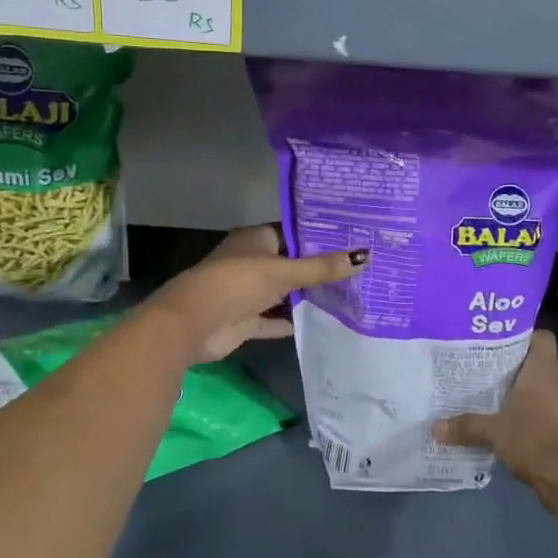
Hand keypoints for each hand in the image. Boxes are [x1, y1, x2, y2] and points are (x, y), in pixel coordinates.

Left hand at [147, 224, 366, 361]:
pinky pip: (273, 320)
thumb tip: (365, 256)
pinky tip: (321, 323)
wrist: (193, 323)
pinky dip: (291, 321)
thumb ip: (322, 268)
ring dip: (306, 297)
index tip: (350, 242)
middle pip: (289, 264)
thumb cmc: (237, 282)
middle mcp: (250, 262)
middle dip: (317, 269)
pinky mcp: (244, 322)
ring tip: (347, 296)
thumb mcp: (284, 272)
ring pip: (282, 293)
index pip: (292, 234)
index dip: (318, 238)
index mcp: (255, 239)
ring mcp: (246, 293)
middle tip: (357, 270)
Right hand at [434, 330, 557, 491]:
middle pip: (542, 359)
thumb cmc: (533, 438)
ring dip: (529, 386)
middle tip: (493, 364)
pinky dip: (536, 407)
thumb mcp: (493, 431)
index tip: (501, 341)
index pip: (541, 337)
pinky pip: (550, 404)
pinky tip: (513, 415)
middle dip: (521, 361)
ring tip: (499, 389)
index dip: (525, 335)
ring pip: (547, 383)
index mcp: (543, 368)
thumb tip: (434, 427)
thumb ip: (465, 425)